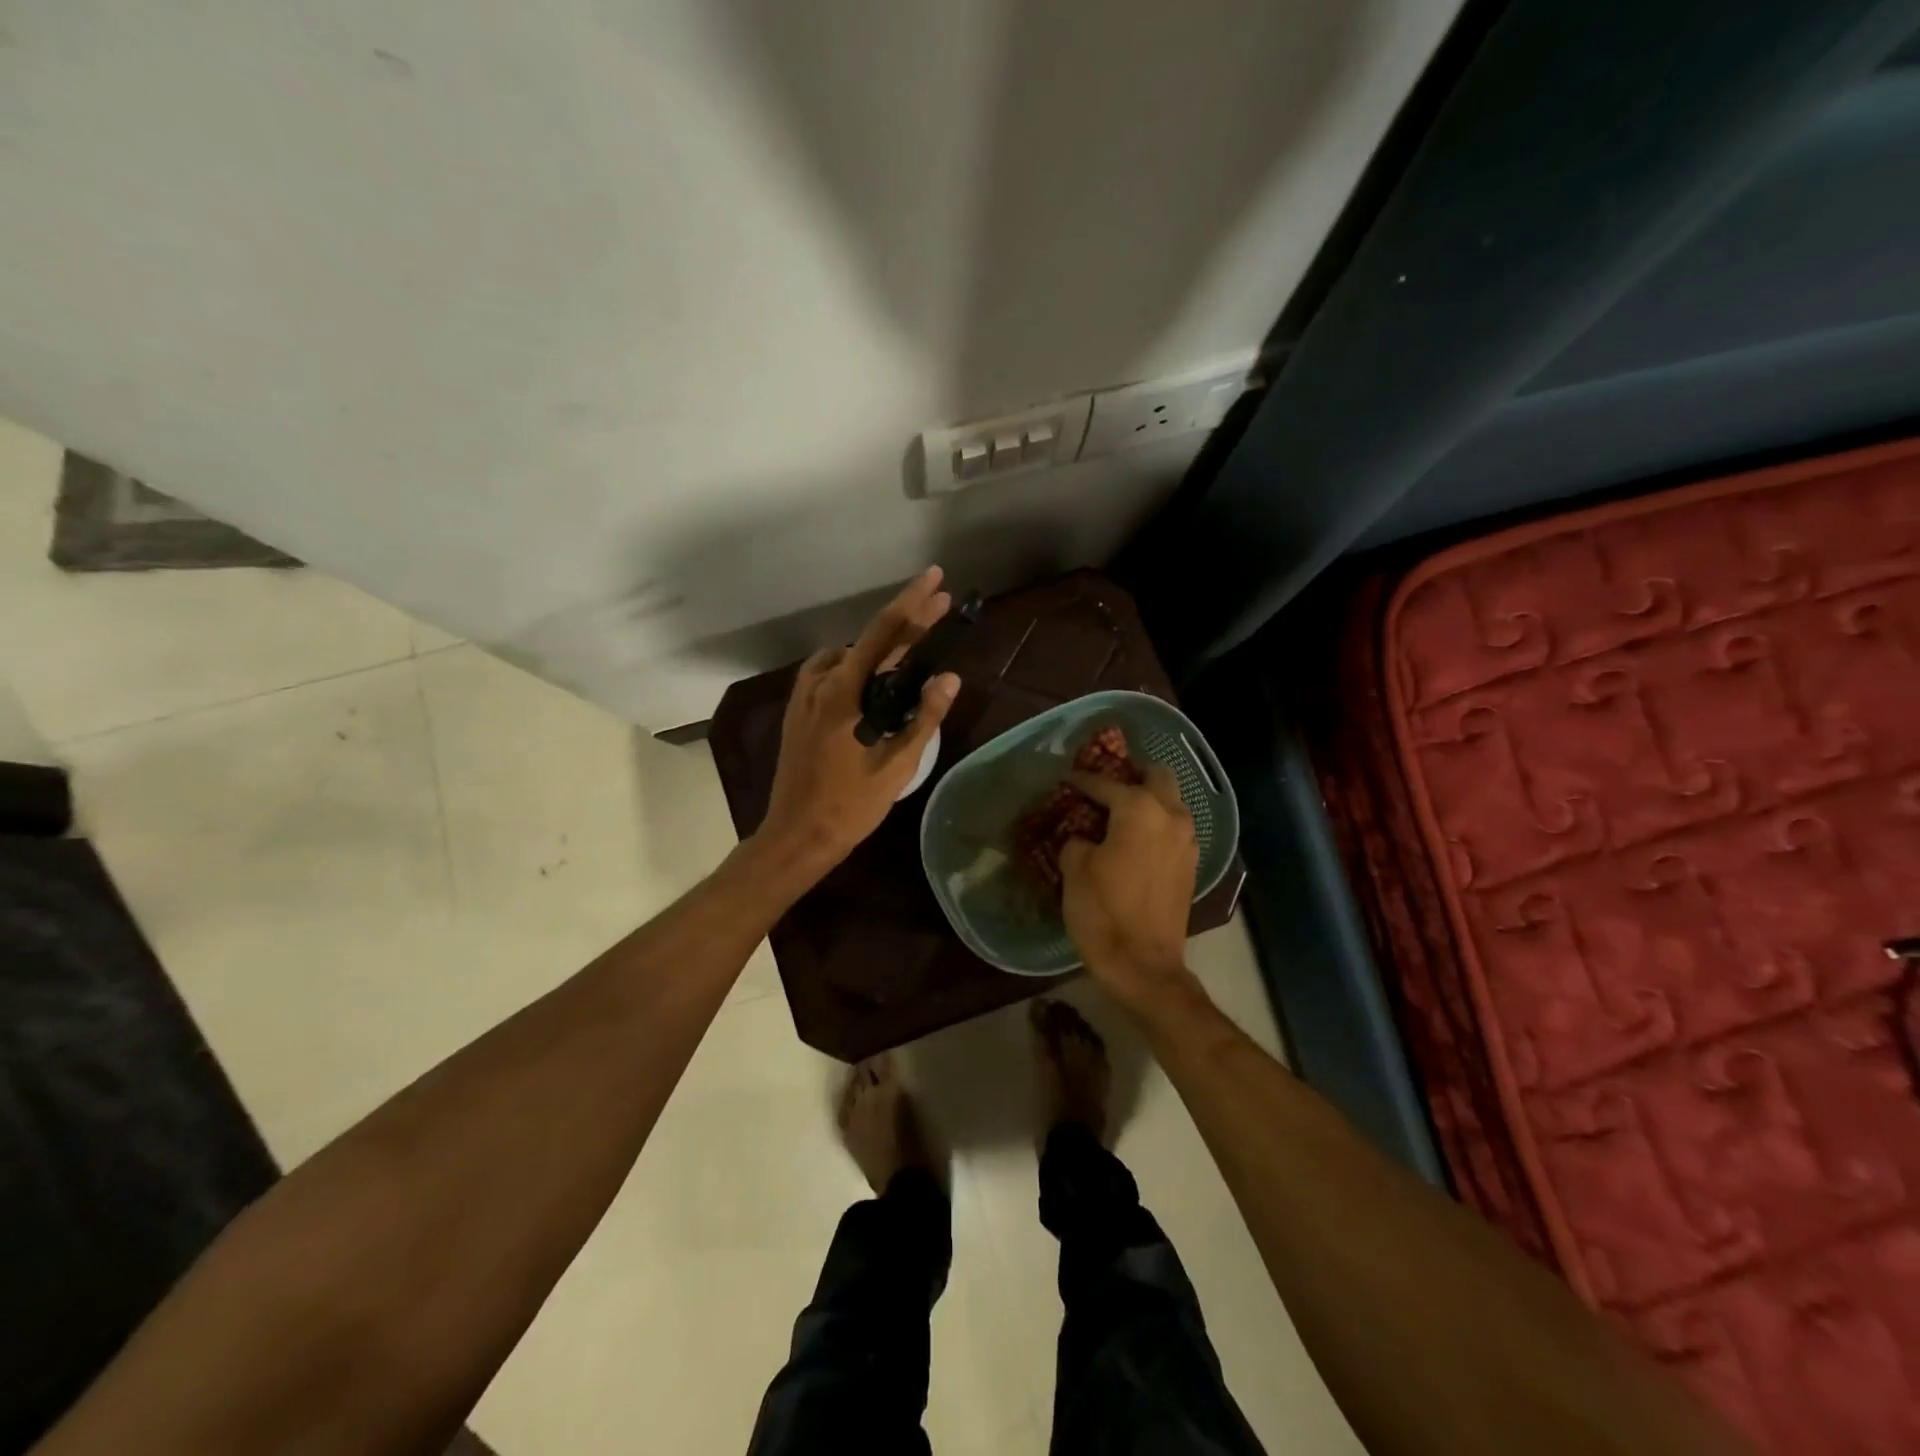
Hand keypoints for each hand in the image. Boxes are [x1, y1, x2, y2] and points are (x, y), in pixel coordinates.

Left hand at [758, 567, 960, 871]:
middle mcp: (820, 684)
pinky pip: (829, 673)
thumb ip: (923, 718)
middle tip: (939, 605)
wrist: (797, 835)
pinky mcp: (798, 711)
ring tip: (910, 650)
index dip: (912, 604)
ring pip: (846, 657)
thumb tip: (949, 677)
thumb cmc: (850, 805)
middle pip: (868, 641)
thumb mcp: (896, 765)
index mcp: (843, 693)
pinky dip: (854, 666)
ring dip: (878, 647)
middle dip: (906, 621)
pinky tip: (869, 681)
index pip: (883, 634)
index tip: (936, 580)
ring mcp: (804, 697)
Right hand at [1059, 766, 1200, 1013]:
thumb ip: (1078, 839)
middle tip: (1105, 786)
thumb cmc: (1103, 911)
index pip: (1107, 783)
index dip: (1082, 781)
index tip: (1066, 779)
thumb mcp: (1075, 869)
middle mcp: (1171, 816)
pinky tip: (1133, 840)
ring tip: (1118, 813)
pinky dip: (1156, 825)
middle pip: (1157, 777)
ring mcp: (1187, 842)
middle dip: (1132, 776)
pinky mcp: (1190, 866)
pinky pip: (1174, 829)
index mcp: (1140, 809)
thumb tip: (1084, 836)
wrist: (1143, 966)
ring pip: (1171, 803)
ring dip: (1148, 800)